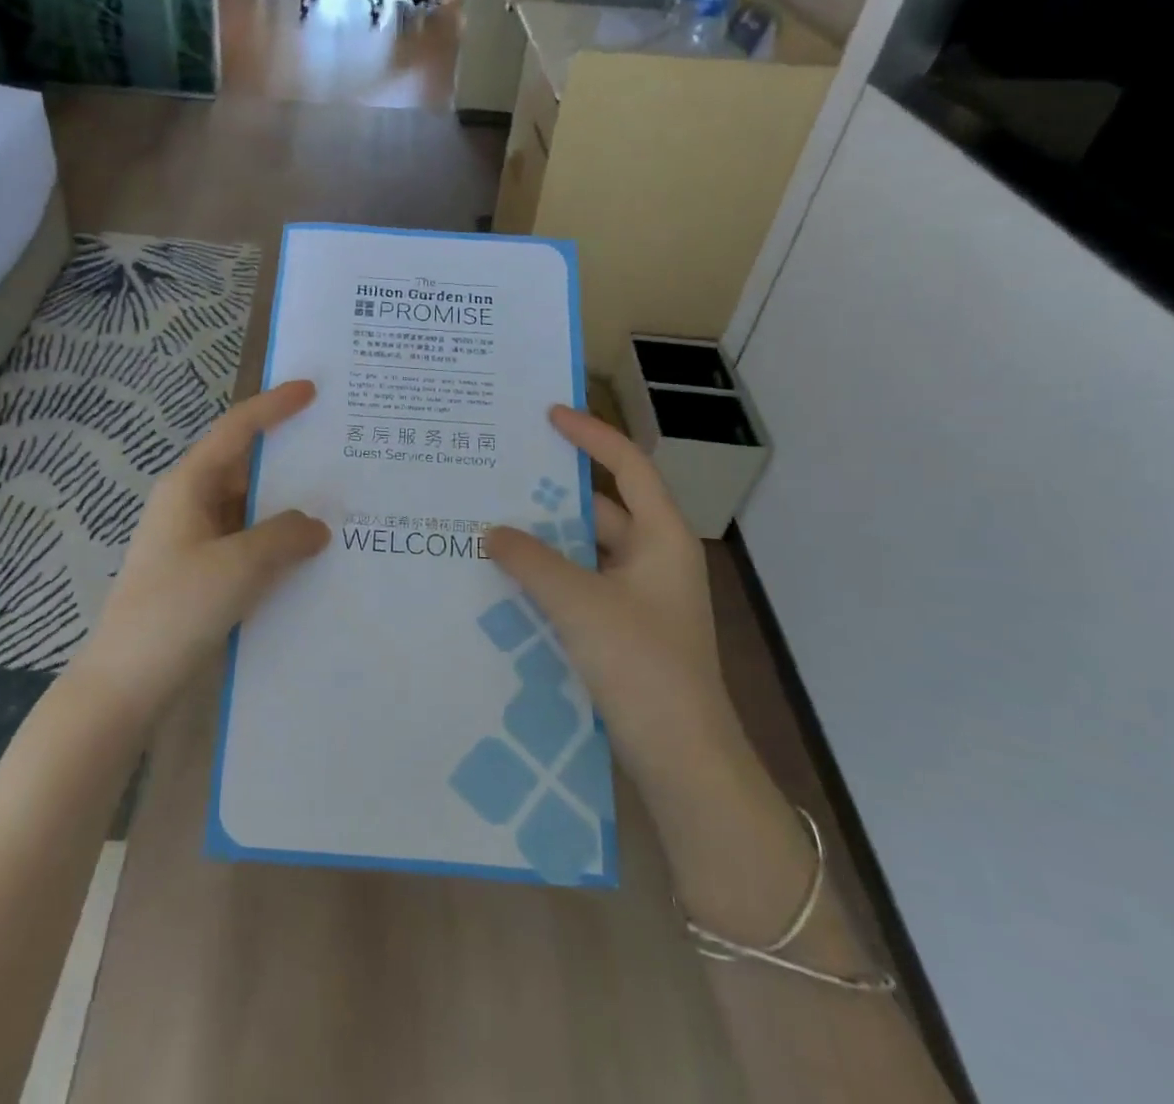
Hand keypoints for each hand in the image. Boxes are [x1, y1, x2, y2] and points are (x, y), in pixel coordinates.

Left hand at [69, 382, 328, 721]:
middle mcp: (190, 504)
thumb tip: (316, 525)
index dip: (274, 406)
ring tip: (339, 502)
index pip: (236, 429)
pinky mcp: (201, 573)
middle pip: (246, 466)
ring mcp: (194, 540)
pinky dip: (276, 542)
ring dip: (287, 507)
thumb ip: (285, 535)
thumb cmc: (176, 609)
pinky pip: (247, 543)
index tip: (311, 390)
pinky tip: (310, 555)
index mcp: (189, 485)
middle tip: (339, 451)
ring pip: (249, 508)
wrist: (125, 683)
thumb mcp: (239, 565)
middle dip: (289, 459)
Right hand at [487, 406, 733, 780]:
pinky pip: (582, 583)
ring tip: (492, 522)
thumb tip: (492, 531)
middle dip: (554, 493)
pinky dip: (550, 575)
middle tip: (502, 473)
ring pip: (587, 549)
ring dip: (546, 538)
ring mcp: (641, 595)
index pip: (628, 465)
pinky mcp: (625, 627)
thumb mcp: (579, 604)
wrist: (682, 758)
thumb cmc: (641, 665)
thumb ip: (531, 561)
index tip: (548, 415)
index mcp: (662, 537)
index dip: (590, 434)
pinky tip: (509, 578)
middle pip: (602, 507)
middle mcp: (655, 557)